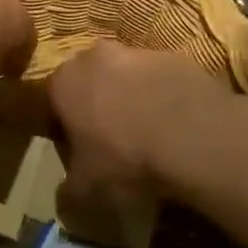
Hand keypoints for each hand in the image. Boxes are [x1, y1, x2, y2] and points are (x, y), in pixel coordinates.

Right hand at [44, 43, 235, 236]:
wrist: (196, 138)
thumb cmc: (125, 161)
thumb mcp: (84, 192)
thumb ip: (67, 191)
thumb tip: (68, 193)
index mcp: (63, 81)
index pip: (51, 105)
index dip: (64, 134)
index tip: (79, 159)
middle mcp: (95, 56)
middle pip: (90, 86)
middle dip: (98, 112)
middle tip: (114, 149)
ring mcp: (139, 53)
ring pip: (127, 81)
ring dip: (134, 105)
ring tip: (152, 144)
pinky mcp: (178, 59)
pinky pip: (162, 84)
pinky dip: (165, 103)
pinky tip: (178, 134)